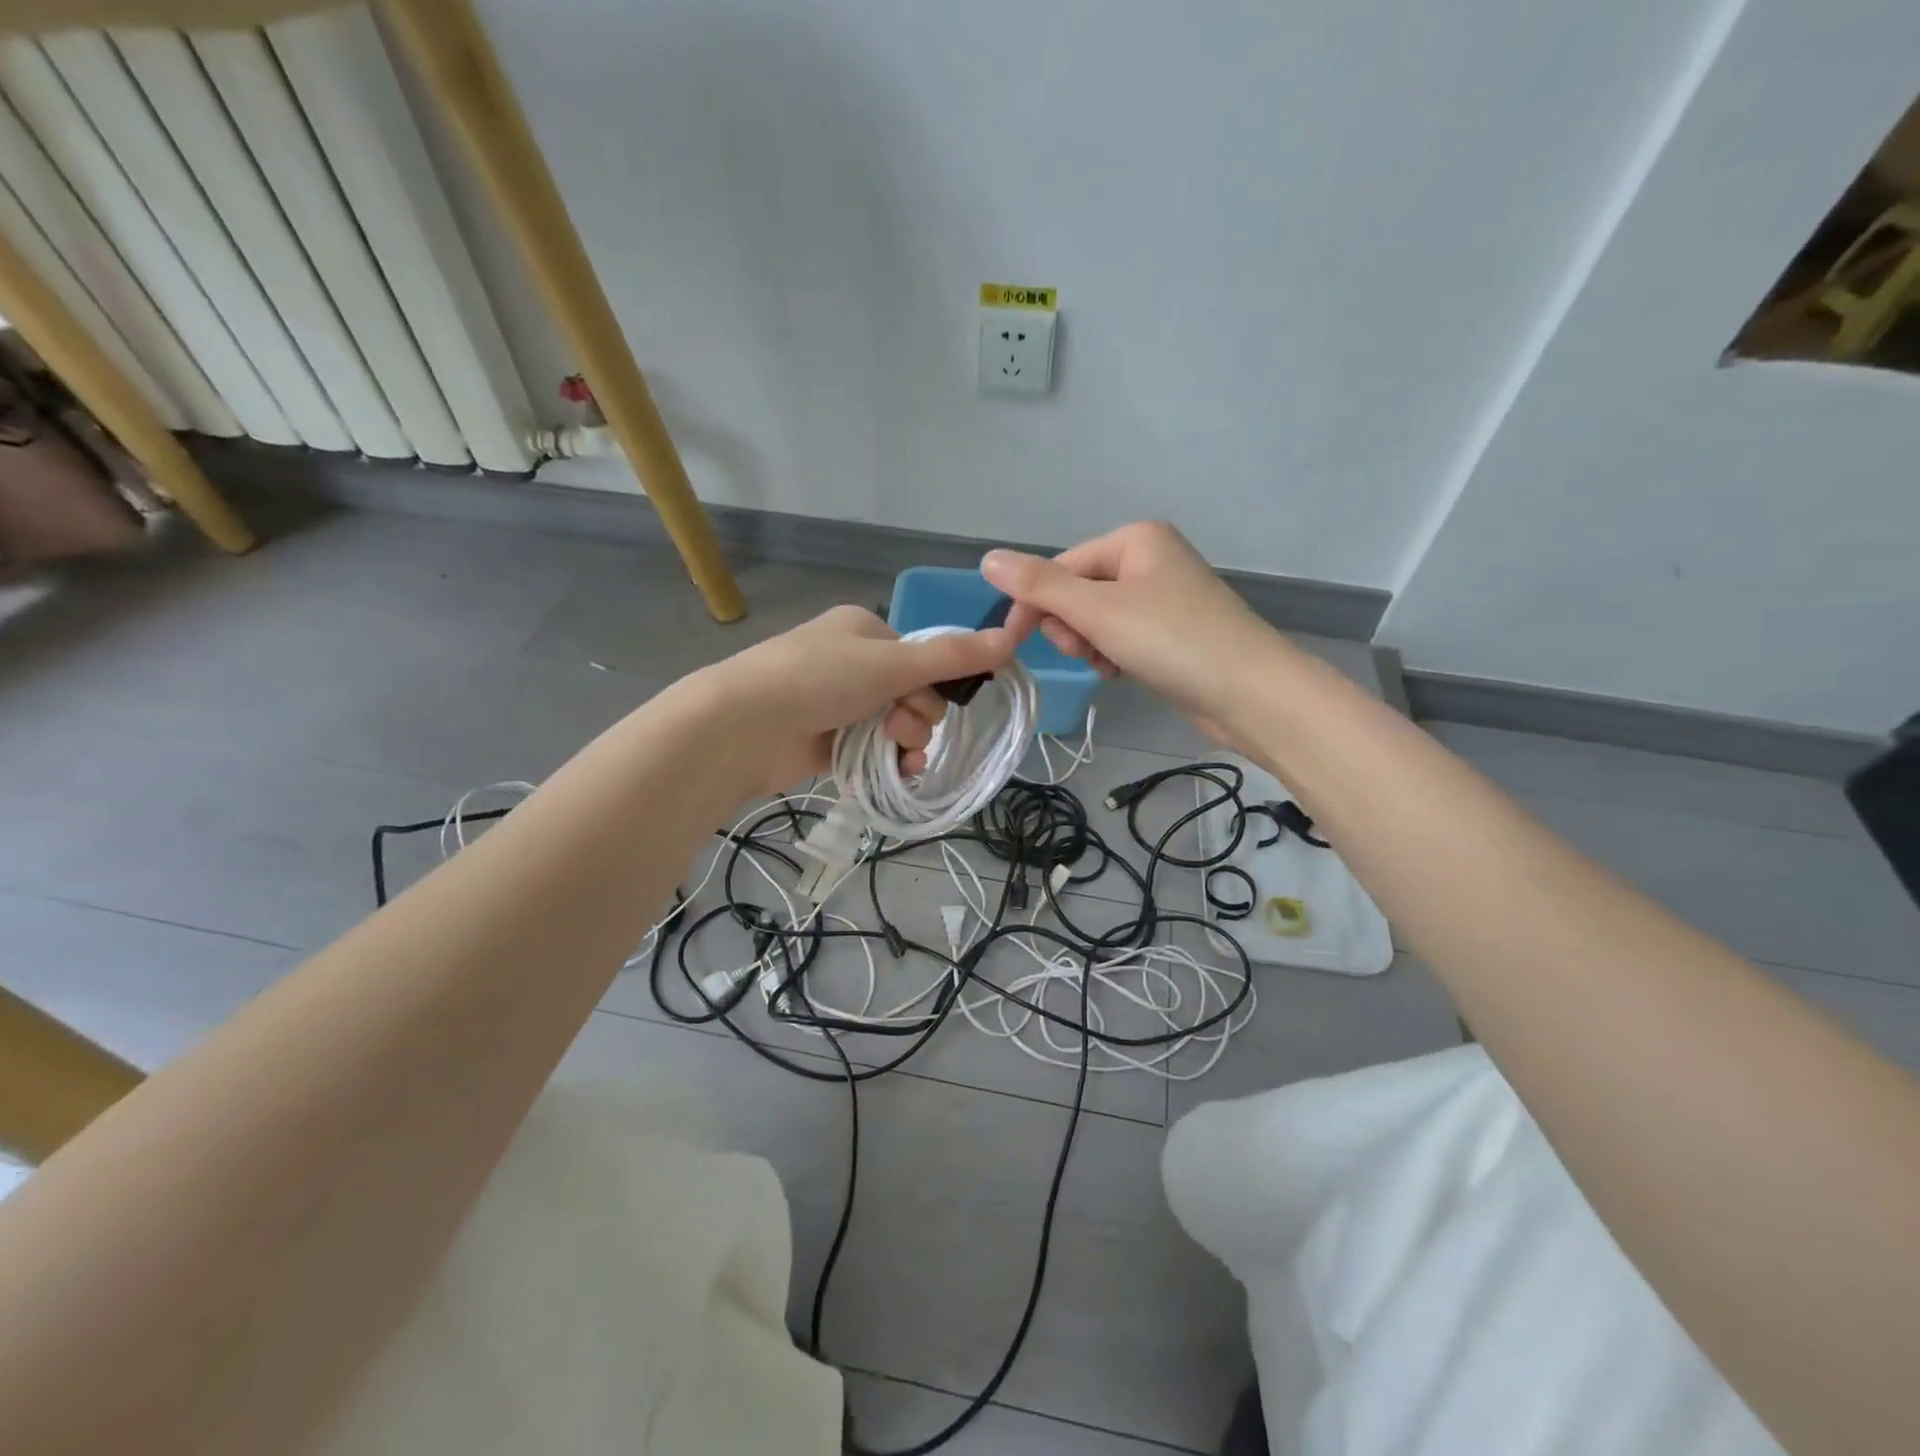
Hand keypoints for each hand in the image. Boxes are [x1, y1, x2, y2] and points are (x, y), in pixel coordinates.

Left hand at [703, 604, 1016, 791]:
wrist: (744, 726)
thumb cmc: (820, 679)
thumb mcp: (892, 663)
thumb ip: (952, 658)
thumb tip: (1011, 638)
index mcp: (863, 630)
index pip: (920, 657)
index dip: (933, 685)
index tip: (927, 703)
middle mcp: (851, 663)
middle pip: (911, 693)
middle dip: (917, 717)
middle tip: (899, 727)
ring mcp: (835, 704)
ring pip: (894, 726)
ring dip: (906, 742)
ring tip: (895, 755)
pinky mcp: (825, 742)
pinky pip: (871, 751)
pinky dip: (886, 762)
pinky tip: (895, 775)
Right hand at [981, 522, 1284, 748]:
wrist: (1250, 693)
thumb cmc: (1172, 640)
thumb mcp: (1098, 611)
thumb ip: (1040, 585)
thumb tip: (987, 558)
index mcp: (1134, 539)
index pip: (1060, 568)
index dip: (1033, 605)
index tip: (1012, 644)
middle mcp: (1148, 559)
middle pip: (1077, 592)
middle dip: (1072, 627)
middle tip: (1090, 650)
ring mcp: (1162, 596)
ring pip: (1095, 619)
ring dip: (1090, 645)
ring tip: (1110, 664)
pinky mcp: (1170, 631)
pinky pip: (1119, 636)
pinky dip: (1112, 655)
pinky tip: (1122, 672)